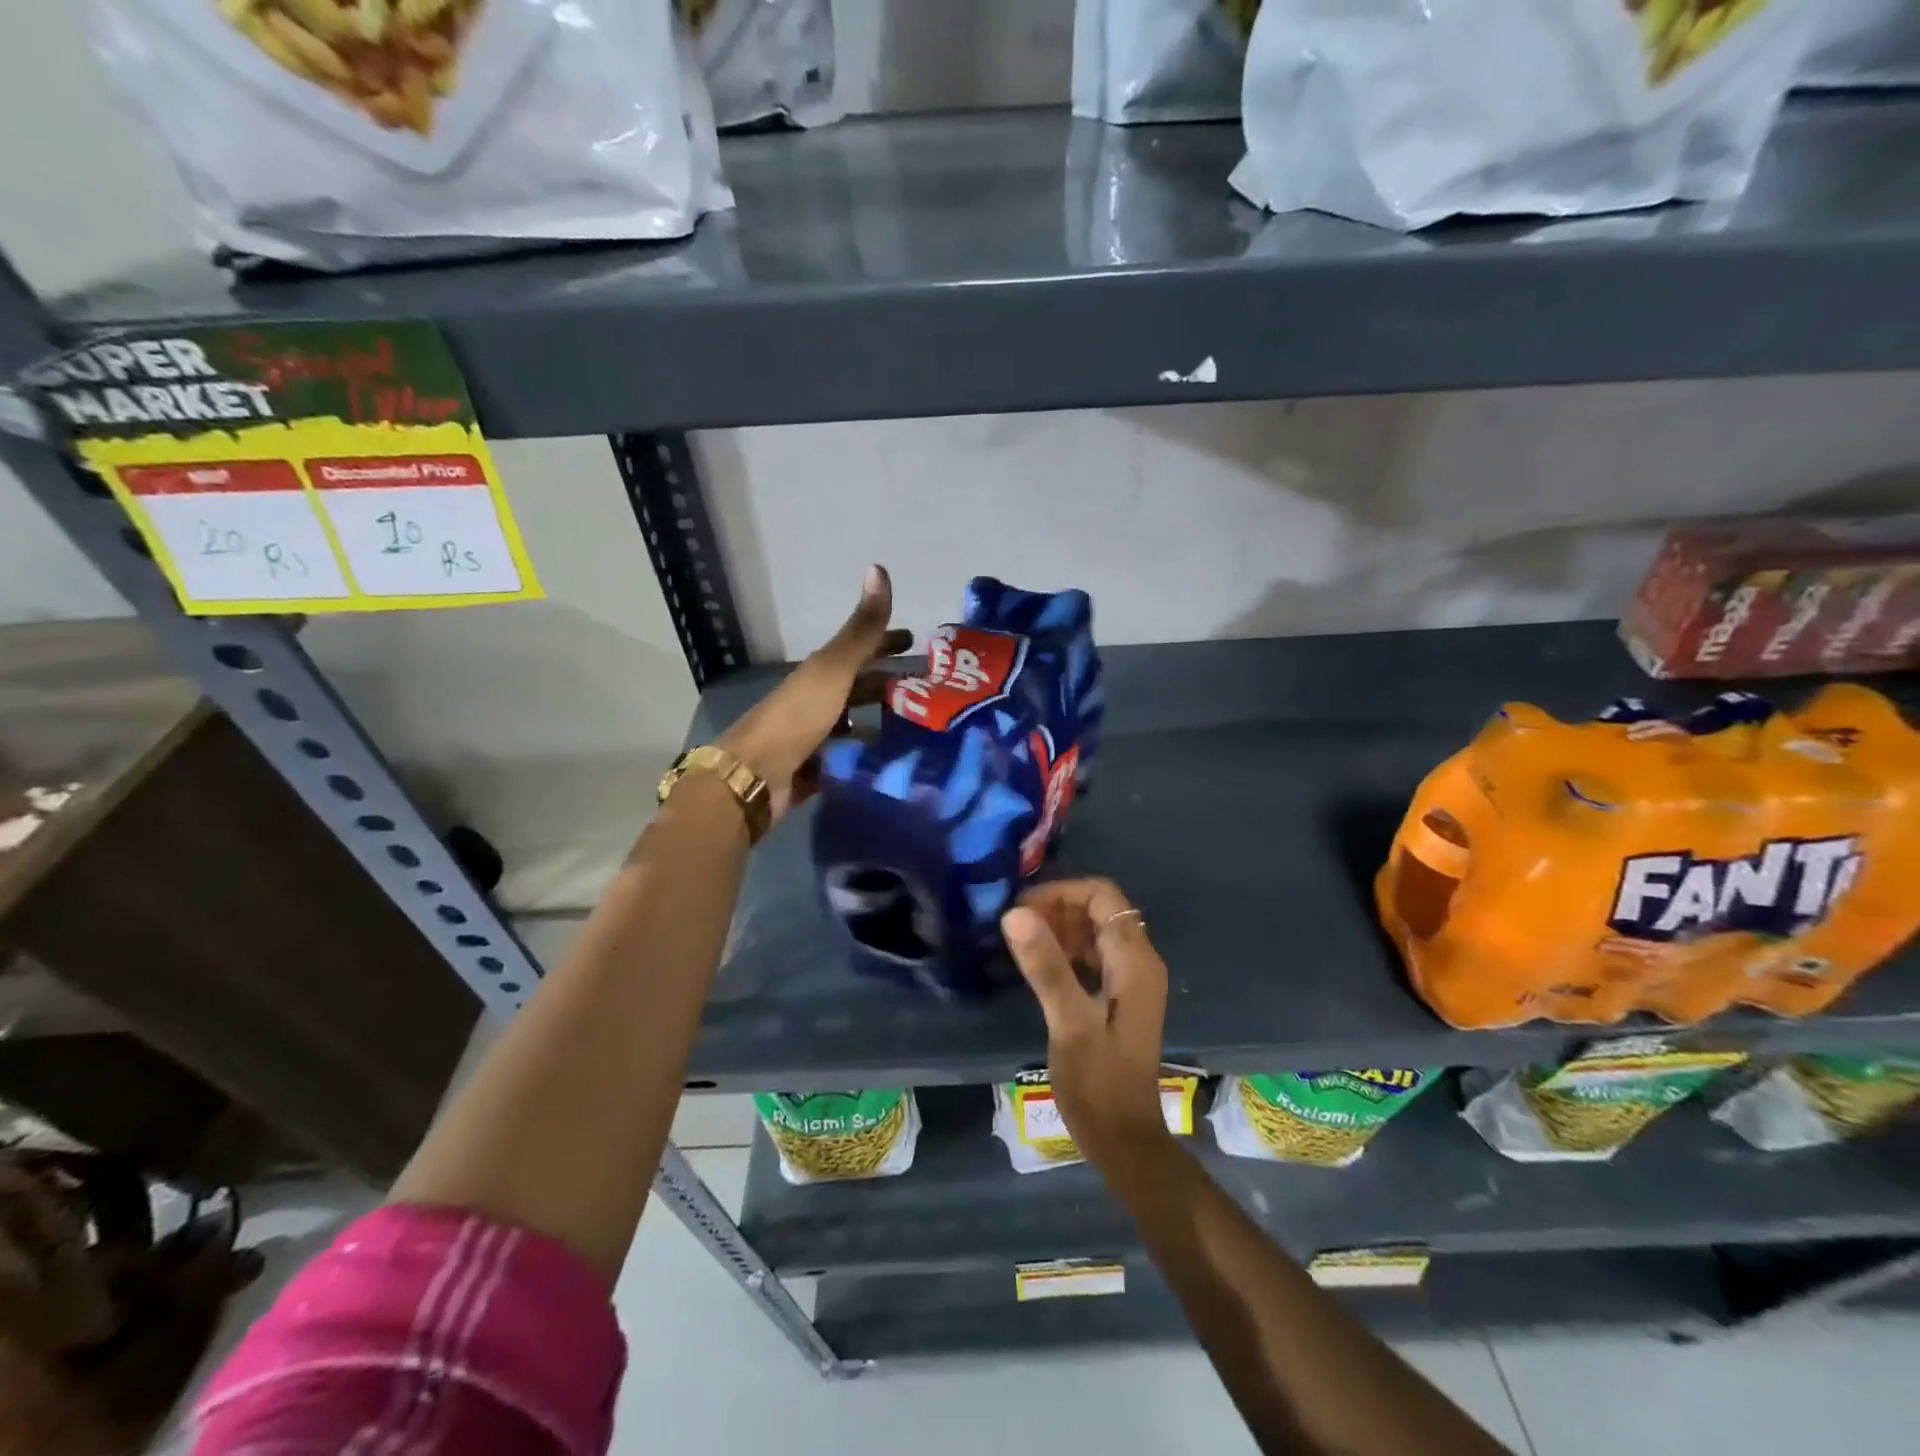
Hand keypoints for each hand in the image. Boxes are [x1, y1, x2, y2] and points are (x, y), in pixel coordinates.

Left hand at [717, 565, 911, 822]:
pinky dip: (870, 754)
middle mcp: (818, 700)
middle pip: (860, 687)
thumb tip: (879, 568)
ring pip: (857, 722)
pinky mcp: (817, 768)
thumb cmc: (797, 717)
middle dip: (891, 684)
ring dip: (884, 721)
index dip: (887, 642)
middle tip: (930, 690)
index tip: (917, 642)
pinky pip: (850, 756)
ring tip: (921, 728)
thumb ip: (861, 629)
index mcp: (821, 672)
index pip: (861, 649)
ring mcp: (816, 735)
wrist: (754, 776)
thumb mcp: (833, 668)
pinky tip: (894, 760)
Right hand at [1001, 878, 1170, 1168]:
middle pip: (1100, 910)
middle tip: (1016, 928)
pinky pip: (1093, 956)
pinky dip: (1066, 951)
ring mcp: (1130, 980)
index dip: (1062, 893)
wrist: (1123, 1140)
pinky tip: (1038, 968)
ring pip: (1095, 932)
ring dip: (1060, 929)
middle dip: (1058, 909)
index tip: (1022, 911)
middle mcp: (1139, 962)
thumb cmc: (1097, 1082)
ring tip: (1021, 945)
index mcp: (1134, 960)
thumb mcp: (1068, 1023)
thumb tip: (1015, 913)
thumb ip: (1046, 965)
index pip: (1103, 895)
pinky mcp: (1119, 998)